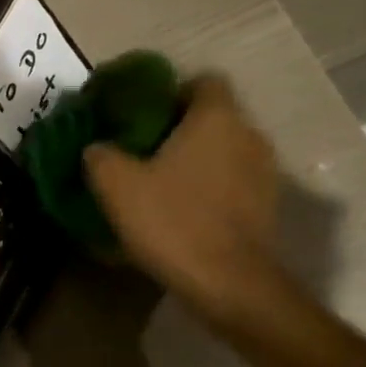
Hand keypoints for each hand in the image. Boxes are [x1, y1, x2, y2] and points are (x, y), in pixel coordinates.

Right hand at [82, 75, 287, 331]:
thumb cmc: (174, 221)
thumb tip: (97, 148)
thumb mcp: (117, 186)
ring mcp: (265, 172)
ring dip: (198, 162)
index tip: (144, 115)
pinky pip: (234, 183)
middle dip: (180, 130)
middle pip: (214, 117)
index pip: (202, 81)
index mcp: (217, 117)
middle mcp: (249, 135)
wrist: (230, 285)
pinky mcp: (268, 207)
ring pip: (225, 151)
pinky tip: (184, 213)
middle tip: (143, 151)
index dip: (172, 92)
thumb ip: (100, 155)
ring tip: (162, 184)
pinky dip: (212, 190)